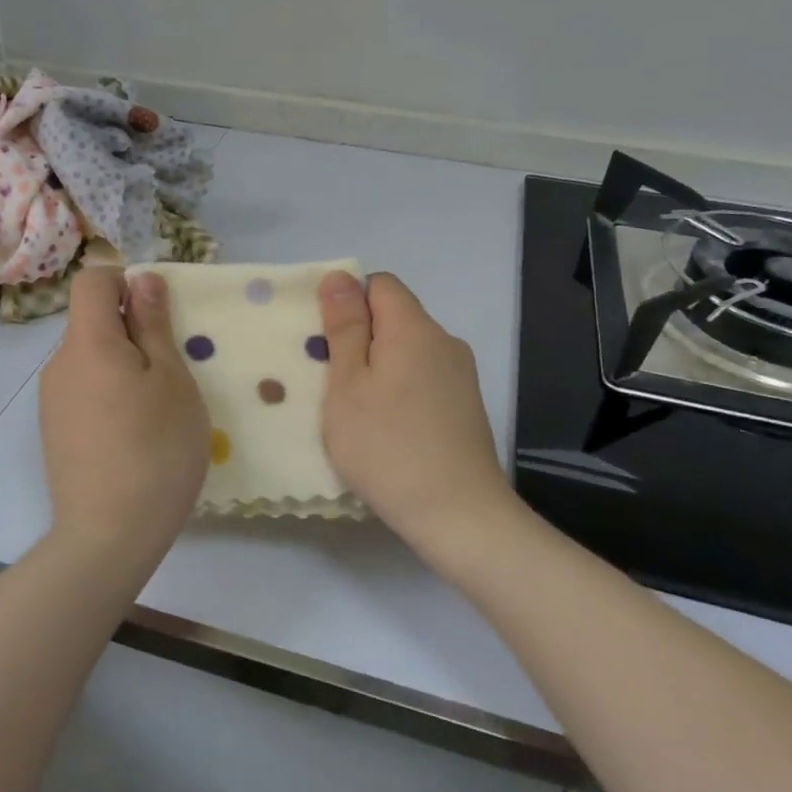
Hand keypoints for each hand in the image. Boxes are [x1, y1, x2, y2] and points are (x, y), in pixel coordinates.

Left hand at [40, 267, 210, 549]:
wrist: (109, 534)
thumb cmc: (155, 448)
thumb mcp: (172, 379)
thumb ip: (153, 324)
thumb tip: (142, 278)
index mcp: (87, 342)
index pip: (92, 280)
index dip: (125, 283)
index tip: (158, 318)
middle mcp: (58, 364)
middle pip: (92, 322)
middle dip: (131, 332)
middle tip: (171, 373)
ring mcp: (52, 401)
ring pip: (90, 360)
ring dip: (123, 367)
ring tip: (155, 412)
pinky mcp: (53, 432)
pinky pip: (83, 391)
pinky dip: (109, 396)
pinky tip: (132, 437)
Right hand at [318, 272, 514, 561]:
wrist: (457, 514)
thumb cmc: (387, 446)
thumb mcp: (348, 385)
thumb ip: (345, 328)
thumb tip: (340, 277)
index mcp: (414, 328)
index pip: (380, 285)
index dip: (348, 302)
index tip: (326, 343)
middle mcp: (444, 341)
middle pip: (395, 318)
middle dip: (361, 338)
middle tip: (330, 381)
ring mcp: (460, 375)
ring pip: (408, 351)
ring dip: (379, 368)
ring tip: (355, 410)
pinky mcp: (466, 406)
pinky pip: (424, 378)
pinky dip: (400, 390)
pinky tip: (387, 428)